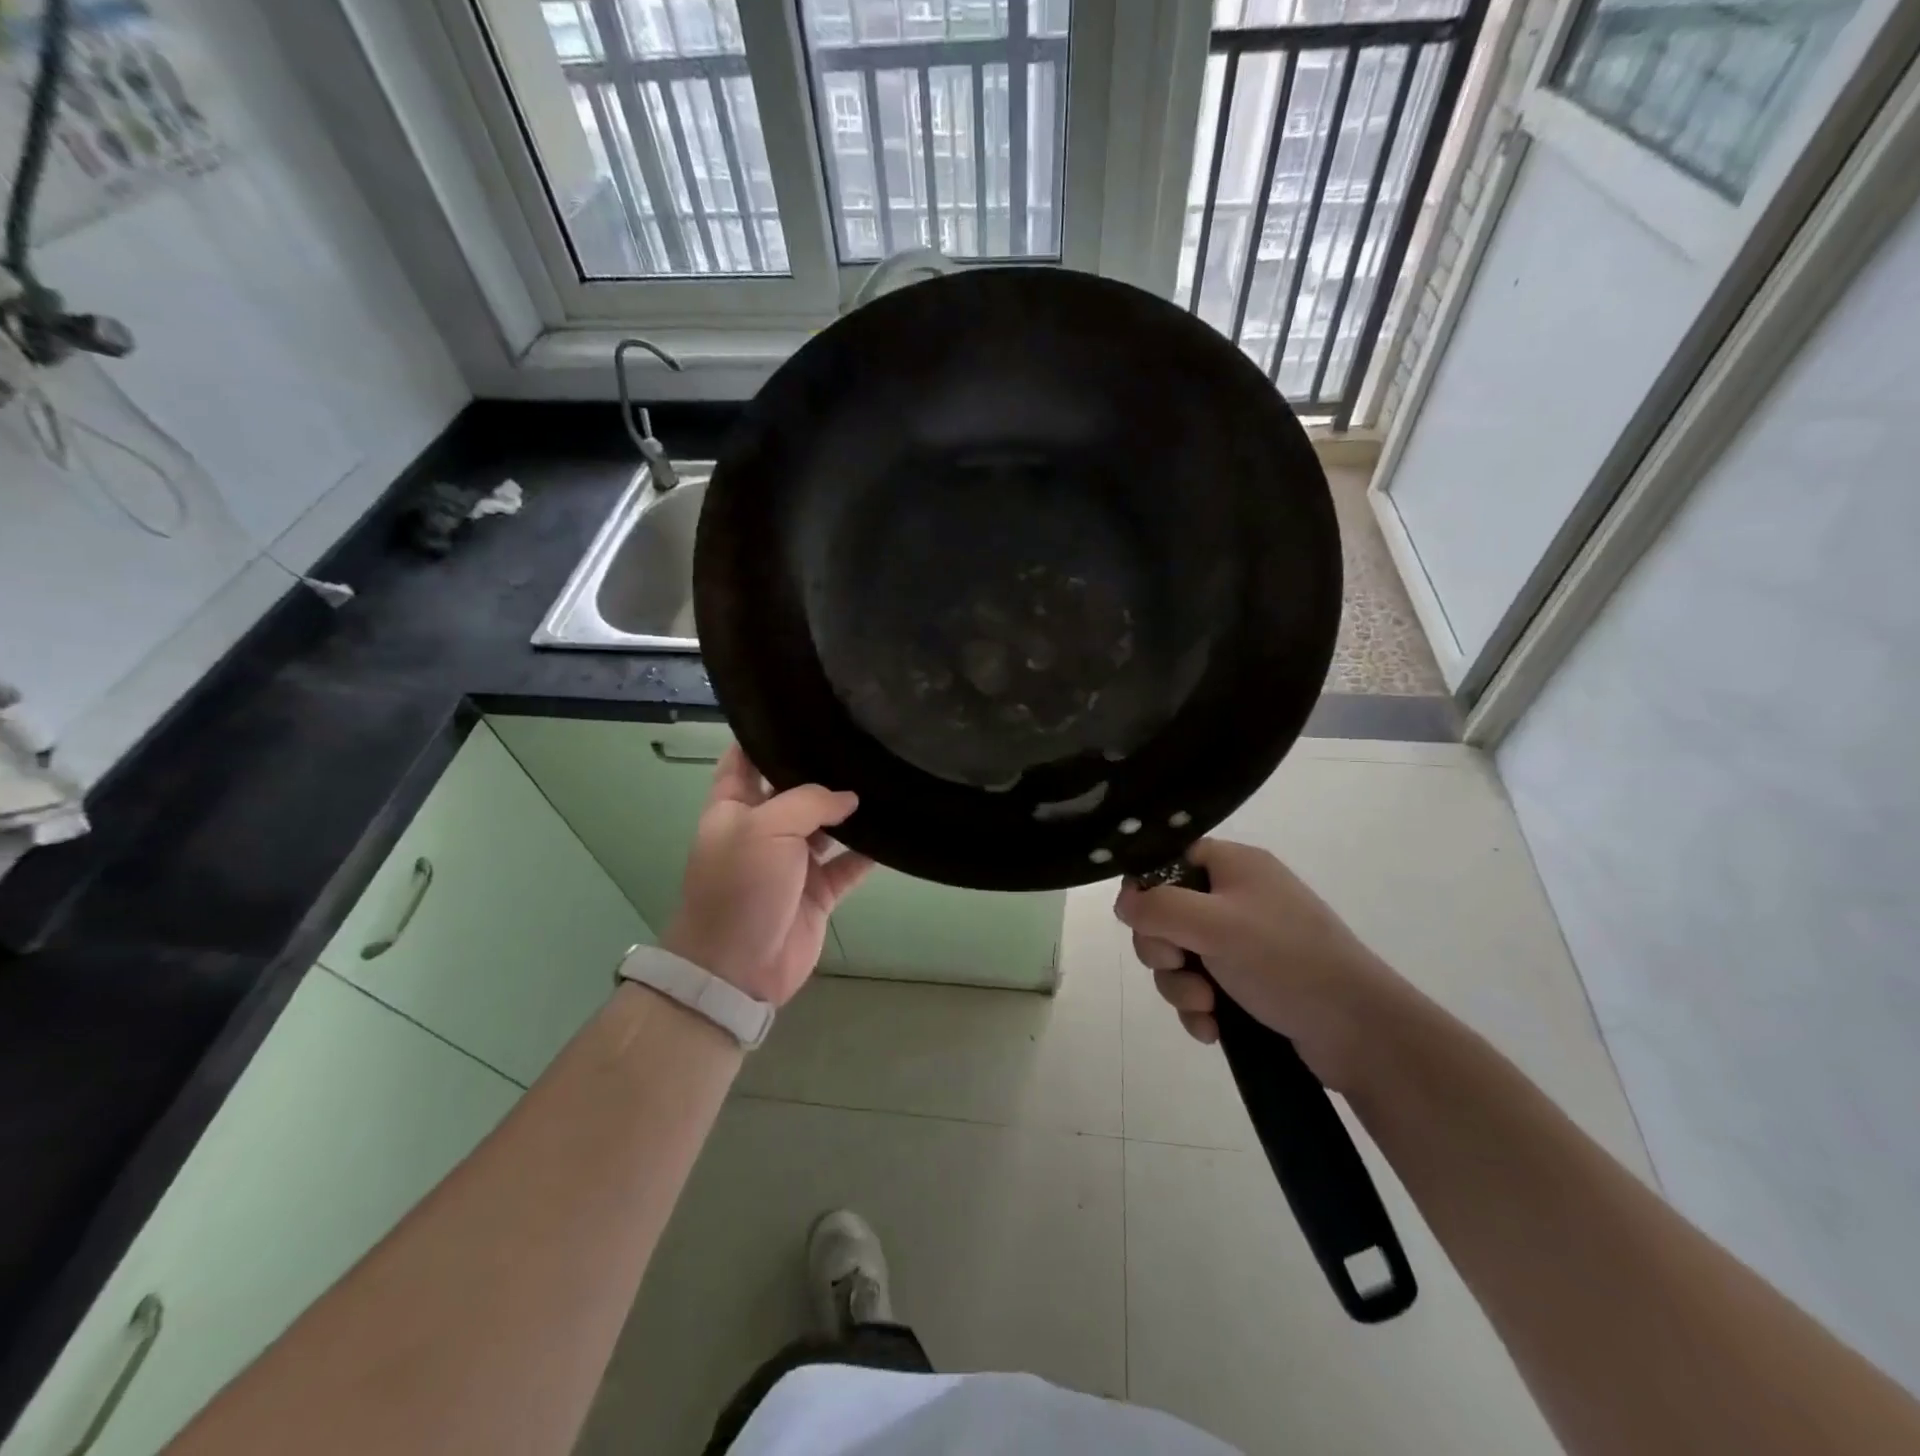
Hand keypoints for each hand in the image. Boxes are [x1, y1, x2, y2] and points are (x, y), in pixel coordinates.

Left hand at [663, 746, 873, 1005]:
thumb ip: (810, 802)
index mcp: (734, 807)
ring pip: (827, 826)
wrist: (738, 968)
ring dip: (852, 810)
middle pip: (794, 789)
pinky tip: (895, 829)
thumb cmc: (740, 887)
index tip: (802, 708)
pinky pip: (849, 864)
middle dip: (822, 769)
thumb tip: (849, 798)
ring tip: (887, 776)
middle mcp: (763, 828)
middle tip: (862, 736)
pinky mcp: (818, 891)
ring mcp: (792, 861)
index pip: (745, 758)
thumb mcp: (765, 829)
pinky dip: (870, 851)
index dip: (765, 734)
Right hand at [1113, 838, 1407, 1089]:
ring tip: (1206, 1007)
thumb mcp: (1215, 925)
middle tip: (1180, 965)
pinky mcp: (1248, 982)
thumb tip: (1124, 903)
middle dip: (1162, 949)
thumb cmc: (1286, 961)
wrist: (1361, 1033)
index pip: (1168, 859)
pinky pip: (1199, 986)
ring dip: (1179, 985)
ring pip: (1178, 955)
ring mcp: (1243, 941)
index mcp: (1233, 865)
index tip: (1145, 921)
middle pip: (1165, 912)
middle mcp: (1236, 897)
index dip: (1147, 889)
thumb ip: (1159, 907)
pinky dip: (1198, 1008)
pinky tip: (1213, 1029)